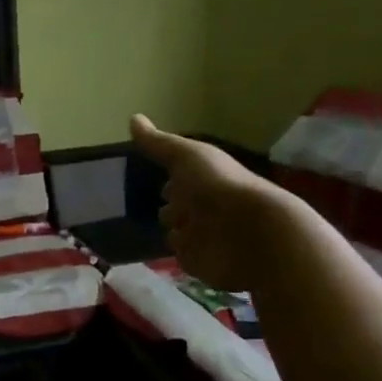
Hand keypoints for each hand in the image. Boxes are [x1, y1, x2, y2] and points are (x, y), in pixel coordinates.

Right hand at [130, 114, 284, 291]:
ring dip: (174, 231)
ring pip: (179, 233)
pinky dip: (178, 253)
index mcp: (203, 179)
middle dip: (170, 208)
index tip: (156, 179)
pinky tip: (167, 252)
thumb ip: (158, 143)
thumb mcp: (185, 156)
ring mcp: (203, 236)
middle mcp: (203, 206)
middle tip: (155, 209)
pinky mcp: (200, 262)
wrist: (248, 234)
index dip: (171, 179)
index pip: (180, 179)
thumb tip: (133, 118)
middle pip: (179, 207)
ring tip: (154, 232)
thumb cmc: (216, 187)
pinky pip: (182, 257)